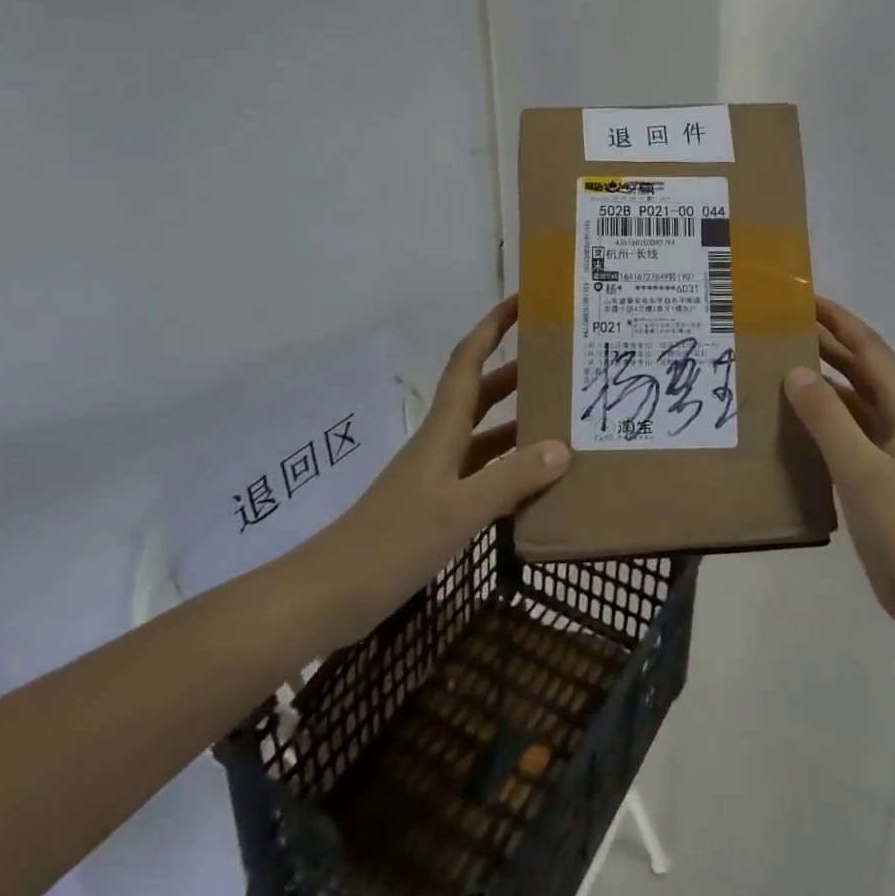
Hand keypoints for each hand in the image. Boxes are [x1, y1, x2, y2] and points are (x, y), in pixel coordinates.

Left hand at [287, 296, 569, 648]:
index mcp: (443, 429)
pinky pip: (485, 474)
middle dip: (518, 371)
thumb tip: (563, 447)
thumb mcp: (459, 511)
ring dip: (519, 421)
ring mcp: (439, 476)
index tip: (524, 301)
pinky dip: (512, 470)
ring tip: (564, 417)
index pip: (469, 360)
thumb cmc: (392, 541)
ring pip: (487, 435)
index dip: (493, 326)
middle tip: (562, 361)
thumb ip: (512, 480)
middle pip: (483, 393)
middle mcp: (442, 442)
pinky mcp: (438, 506)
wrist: (330, 594)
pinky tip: (540, 483)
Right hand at [784, 297, 894, 635]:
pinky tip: (794, 416)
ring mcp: (893, 445)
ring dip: (823, 377)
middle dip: (826, 342)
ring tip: (779, 362)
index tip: (802, 298)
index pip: (868, 347)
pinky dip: (824, 413)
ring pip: (854, 396)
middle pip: (861, 367)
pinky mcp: (882, 469)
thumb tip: (795, 369)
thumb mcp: (860, 469)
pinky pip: (849, 426)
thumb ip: (827, 417)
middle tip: (780, 326)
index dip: (838, 319)